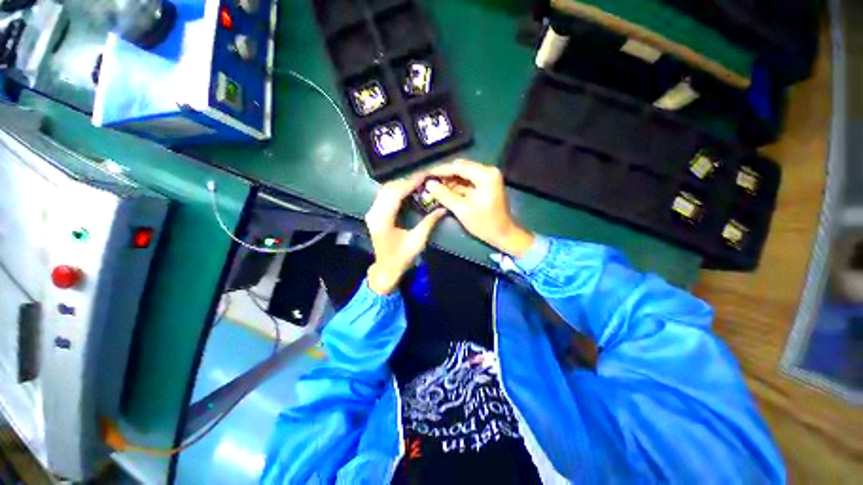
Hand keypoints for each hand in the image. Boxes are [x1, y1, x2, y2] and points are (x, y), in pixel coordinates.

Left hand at [365, 173, 446, 294]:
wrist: (386, 268)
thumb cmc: (402, 258)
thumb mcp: (418, 241)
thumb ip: (429, 223)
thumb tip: (443, 208)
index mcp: (383, 220)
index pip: (396, 194)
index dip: (410, 182)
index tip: (424, 174)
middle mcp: (374, 213)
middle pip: (389, 188)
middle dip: (407, 180)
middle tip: (424, 176)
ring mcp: (372, 212)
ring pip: (386, 190)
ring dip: (401, 183)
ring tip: (418, 180)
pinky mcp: (374, 213)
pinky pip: (385, 195)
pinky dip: (397, 189)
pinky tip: (408, 189)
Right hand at [425, 159, 533, 256]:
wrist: (503, 234)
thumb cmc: (484, 224)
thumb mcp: (461, 209)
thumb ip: (444, 195)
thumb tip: (429, 183)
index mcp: (485, 175)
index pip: (458, 167)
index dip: (440, 170)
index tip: (425, 174)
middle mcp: (488, 171)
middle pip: (460, 168)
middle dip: (444, 175)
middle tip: (428, 181)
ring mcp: (487, 177)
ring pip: (463, 174)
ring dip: (449, 181)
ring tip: (433, 186)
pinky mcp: (485, 184)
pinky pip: (467, 181)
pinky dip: (456, 186)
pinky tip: (444, 190)